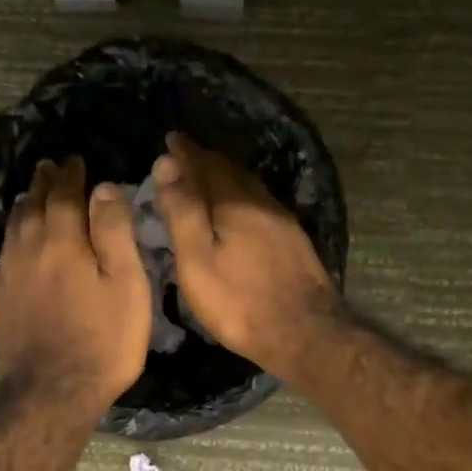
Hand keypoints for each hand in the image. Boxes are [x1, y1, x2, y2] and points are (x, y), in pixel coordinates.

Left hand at [0, 155, 150, 415]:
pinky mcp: (0, 296)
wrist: (51, 392)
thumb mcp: (126, 286)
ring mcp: (10, 273)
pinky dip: (14, 231)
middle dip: (44, 182)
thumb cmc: (103, 341)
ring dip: (26, 202)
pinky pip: (6, 248)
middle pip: (33, 204)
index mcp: (63, 240)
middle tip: (51, 167)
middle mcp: (29, 248)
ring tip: (32, 192)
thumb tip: (104, 187)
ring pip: (15, 225)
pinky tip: (18, 237)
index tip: (76, 160)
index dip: (71, 174)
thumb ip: (114, 233)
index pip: (64, 194)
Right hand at [152, 133, 338, 379]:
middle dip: (205, 159)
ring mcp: (282, 221)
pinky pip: (261, 203)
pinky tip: (241, 207)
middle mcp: (261, 202)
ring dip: (226, 176)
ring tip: (208, 175)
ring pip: (249, 186)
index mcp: (234, 203)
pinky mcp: (294, 240)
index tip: (170, 138)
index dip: (185, 151)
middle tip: (185, 154)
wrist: (305, 332)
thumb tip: (166, 162)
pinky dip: (243, 195)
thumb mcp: (197, 261)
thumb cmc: (240, 302)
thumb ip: (182, 211)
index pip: (205, 164)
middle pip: (230, 171)